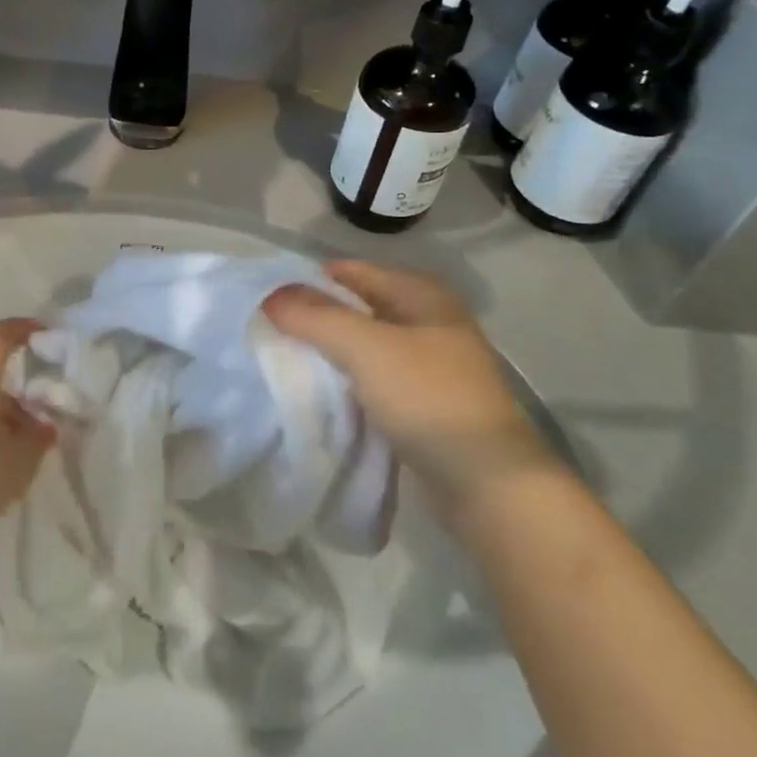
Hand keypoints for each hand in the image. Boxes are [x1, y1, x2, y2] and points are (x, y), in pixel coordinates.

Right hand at [263, 260, 553, 518]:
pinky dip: (348, 381)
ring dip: (330, 352)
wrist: (489, 484)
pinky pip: (374, 378)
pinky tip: (321, 393)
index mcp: (420, 293)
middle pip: (356, 307)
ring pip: (364, 345)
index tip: (267, 303)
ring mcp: (429, 363)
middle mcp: (427, 319)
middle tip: (271, 334)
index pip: (350, 272)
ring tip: (287, 362)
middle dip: (316, 318)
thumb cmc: (428, 399)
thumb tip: (270, 295)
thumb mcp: (366, 348)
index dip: (308, 282)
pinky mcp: (425, 402)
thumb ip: (316, 317)